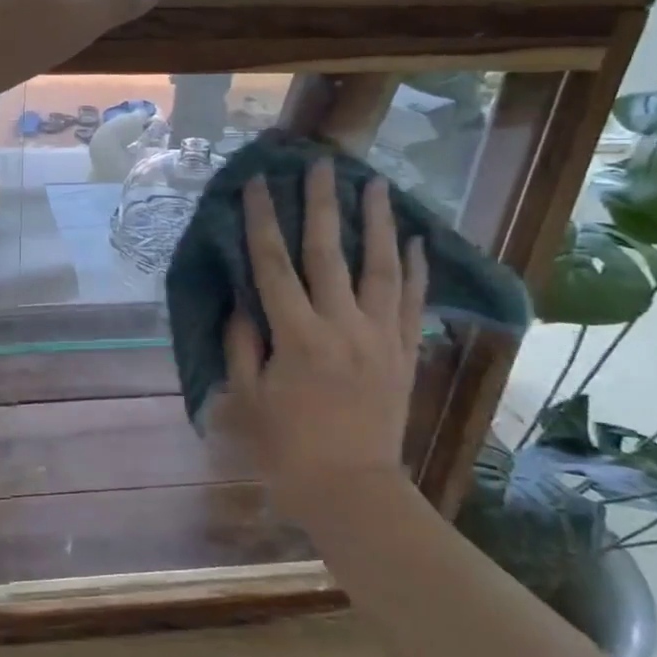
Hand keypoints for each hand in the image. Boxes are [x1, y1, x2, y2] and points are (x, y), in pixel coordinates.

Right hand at [215, 159, 427, 518]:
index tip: (256, 184)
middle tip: (320, 164)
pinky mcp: (404, 354)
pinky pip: (412, 303)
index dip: (262, 221)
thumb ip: (242, 345)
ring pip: (380, 268)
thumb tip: (243, 302)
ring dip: (376, 223)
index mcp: (298, 337)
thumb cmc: (288, 450)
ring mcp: (381, 338)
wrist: (353, 492)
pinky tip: (413, 240)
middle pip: (329, 253)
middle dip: (322, 204)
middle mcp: (343, 327)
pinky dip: (413, 269)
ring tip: (375, 184)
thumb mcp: (248, 399)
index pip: (274, 265)